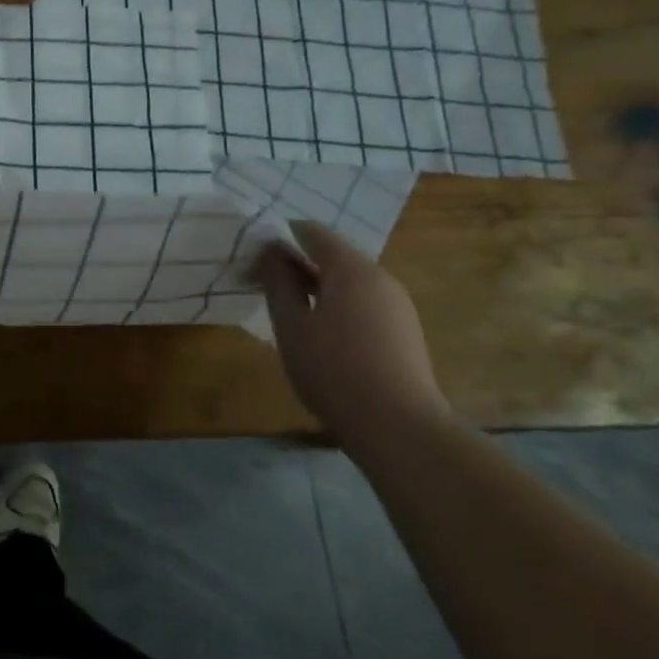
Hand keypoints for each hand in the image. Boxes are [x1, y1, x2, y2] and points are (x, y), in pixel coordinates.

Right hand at [257, 221, 449, 439]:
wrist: (398, 426)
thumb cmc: (333, 369)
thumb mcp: (291, 325)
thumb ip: (277, 282)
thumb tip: (270, 252)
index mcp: (352, 269)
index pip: (311, 232)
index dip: (279, 238)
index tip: (253, 258)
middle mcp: (381, 278)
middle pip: (333, 255)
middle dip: (297, 264)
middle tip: (264, 286)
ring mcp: (398, 305)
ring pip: (349, 281)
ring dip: (316, 287)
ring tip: (289, 313)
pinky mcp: (404, 330)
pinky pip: (363, 302)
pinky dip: (337, 305)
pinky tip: (321, 335)